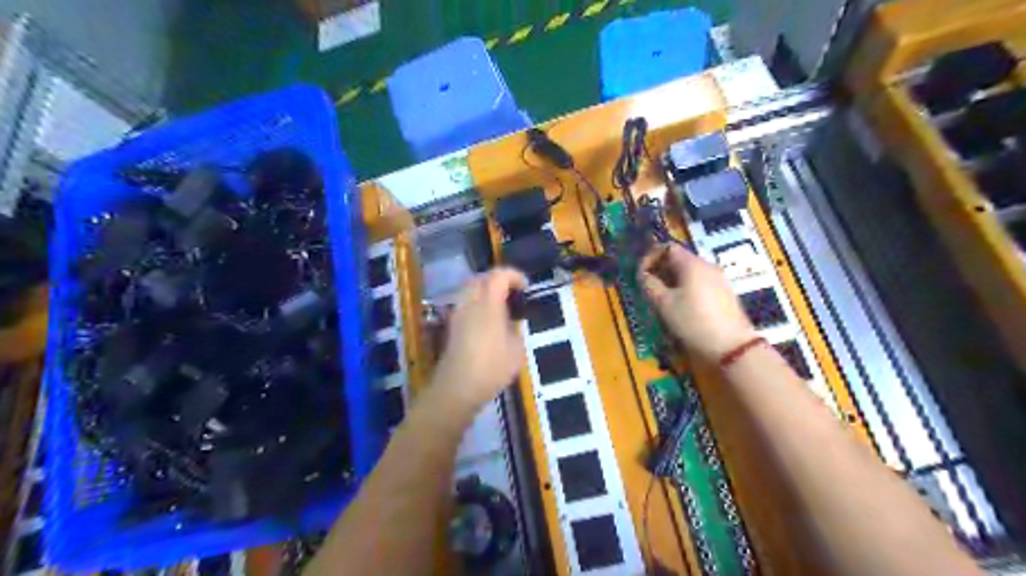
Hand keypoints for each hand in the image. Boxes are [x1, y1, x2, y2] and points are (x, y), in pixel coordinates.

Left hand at [431, 268, 527, 408]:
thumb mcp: (516, 350)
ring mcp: (458, 314)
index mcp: (488, 304)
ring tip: (501, 306)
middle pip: (481, 278)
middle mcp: (470, 303)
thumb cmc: (492, 368)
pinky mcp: (452, 327)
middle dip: (497, 280)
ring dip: (485, 291)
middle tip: (512, 293)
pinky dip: (477, 303)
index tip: (526, 287)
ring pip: (469, 290)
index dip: (514, 276)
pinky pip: (465, 304)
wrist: (457, 388)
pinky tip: (488, 321)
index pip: (499, 276)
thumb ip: (515, 330)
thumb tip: (511, 324)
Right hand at [639, 244, 754, 361]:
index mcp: (692, 264)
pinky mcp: (724, 293)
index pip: (668, 247)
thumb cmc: (693, 321)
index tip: (640, 273)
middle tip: (648, 287)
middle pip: (679, 259)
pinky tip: (681, 305)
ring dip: (672, 280)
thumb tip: (643, 274)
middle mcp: (707, 265)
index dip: (651, 257)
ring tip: (662, 298)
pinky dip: (686, 288)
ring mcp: (719, 279)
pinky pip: (700, 282)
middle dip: (660, 270)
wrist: (732, 346)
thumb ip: (650, 284)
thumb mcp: (664, 304)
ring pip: (689, 272)